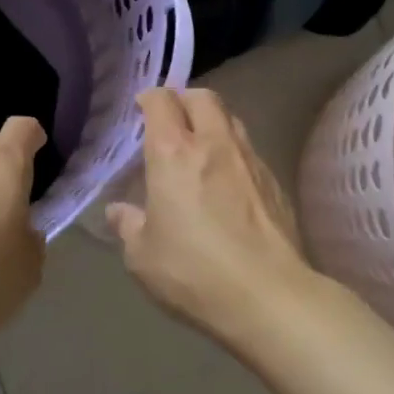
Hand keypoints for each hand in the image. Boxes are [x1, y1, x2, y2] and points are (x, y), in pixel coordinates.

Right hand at [105, 88, 316, 346]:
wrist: (268, 296)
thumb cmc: (194, 272)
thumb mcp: (143, 256)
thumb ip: (129, 226)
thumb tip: (119, 211)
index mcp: (174, 153)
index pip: (161, 102)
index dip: (149, 99)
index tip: (142, 109)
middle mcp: (213, 143)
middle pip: (203, 98)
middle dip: (185, 100)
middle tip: (173, 121)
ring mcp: (250, 160)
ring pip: (231, 119)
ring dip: (213, 122)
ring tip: (201, 147)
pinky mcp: (275, 181)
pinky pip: (250, 150)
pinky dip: (234, 152)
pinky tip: (228, 182)